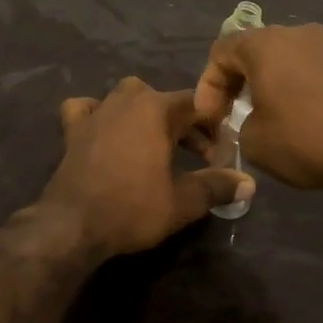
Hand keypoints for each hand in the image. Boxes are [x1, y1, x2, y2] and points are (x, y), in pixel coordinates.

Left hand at [36, 77, 254, 260]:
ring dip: (146, 115)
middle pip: (165, 101)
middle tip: (198, 156)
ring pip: (128, 98)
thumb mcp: (184, 201)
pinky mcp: (73, 128)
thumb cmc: (133, 208)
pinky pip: (88, 108)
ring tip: (157, 143)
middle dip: (184, 124)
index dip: (215, 125)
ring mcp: (97, 111)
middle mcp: (127, 100)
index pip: (197, 104)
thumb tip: (250, 184)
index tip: (223, 151)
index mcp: (157, 108)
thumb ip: (217, 186)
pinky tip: (104, 129)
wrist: (73, 224)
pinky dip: (98, 114)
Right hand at [195, 24, 322, 191]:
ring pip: (284, 58)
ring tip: (265, 115)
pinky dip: (296, 86)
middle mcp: (296, 33)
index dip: (208, 86)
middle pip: (253, 51)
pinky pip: (310, 68)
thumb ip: (239, 123)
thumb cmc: (305, 139)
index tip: (210, 118)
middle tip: (231, 114)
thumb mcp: (253, 141)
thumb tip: (250, 121)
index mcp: (265, 43)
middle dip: (236, 82)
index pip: (221, 52)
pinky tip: (298, 115)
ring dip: (268, 83)